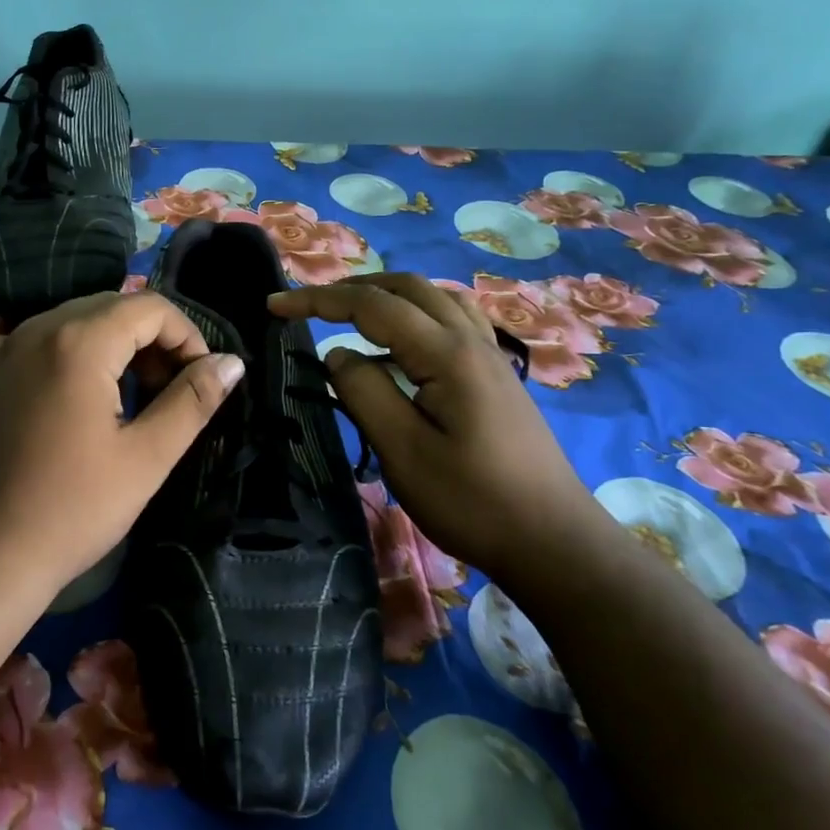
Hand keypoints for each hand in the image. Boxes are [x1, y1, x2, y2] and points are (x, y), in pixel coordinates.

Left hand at [0, 291, 245, 604]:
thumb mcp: (146, 458)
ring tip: (123, 396)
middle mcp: (34, 330)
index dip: (186, 335)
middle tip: (165, 390)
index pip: (149, 307)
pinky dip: (58, 351)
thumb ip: (192, 401)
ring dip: (107, 344)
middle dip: (149, 338)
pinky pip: (26, 339)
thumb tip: (230, 362)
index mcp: (78, 343)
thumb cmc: (72, 510)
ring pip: (69, 320)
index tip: (197, 379)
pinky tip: (65, 386)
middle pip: (109, 307)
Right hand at [269, 273, 608, 574]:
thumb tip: (338, 354)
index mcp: (446, 353)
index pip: (372, 305)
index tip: (275, 307)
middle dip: (351, 289)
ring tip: (351, 315)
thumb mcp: (404, 452)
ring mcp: (489, 356)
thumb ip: (364, 392)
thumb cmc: (473, 502)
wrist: (554, 542)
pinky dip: (416, 313)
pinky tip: (404, 343)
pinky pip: (452, 319)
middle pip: (406, 287)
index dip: (318, 300)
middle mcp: (471, 340)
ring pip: (434, 298)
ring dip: (386, 296)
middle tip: (308, 307)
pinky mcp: (496, 376)